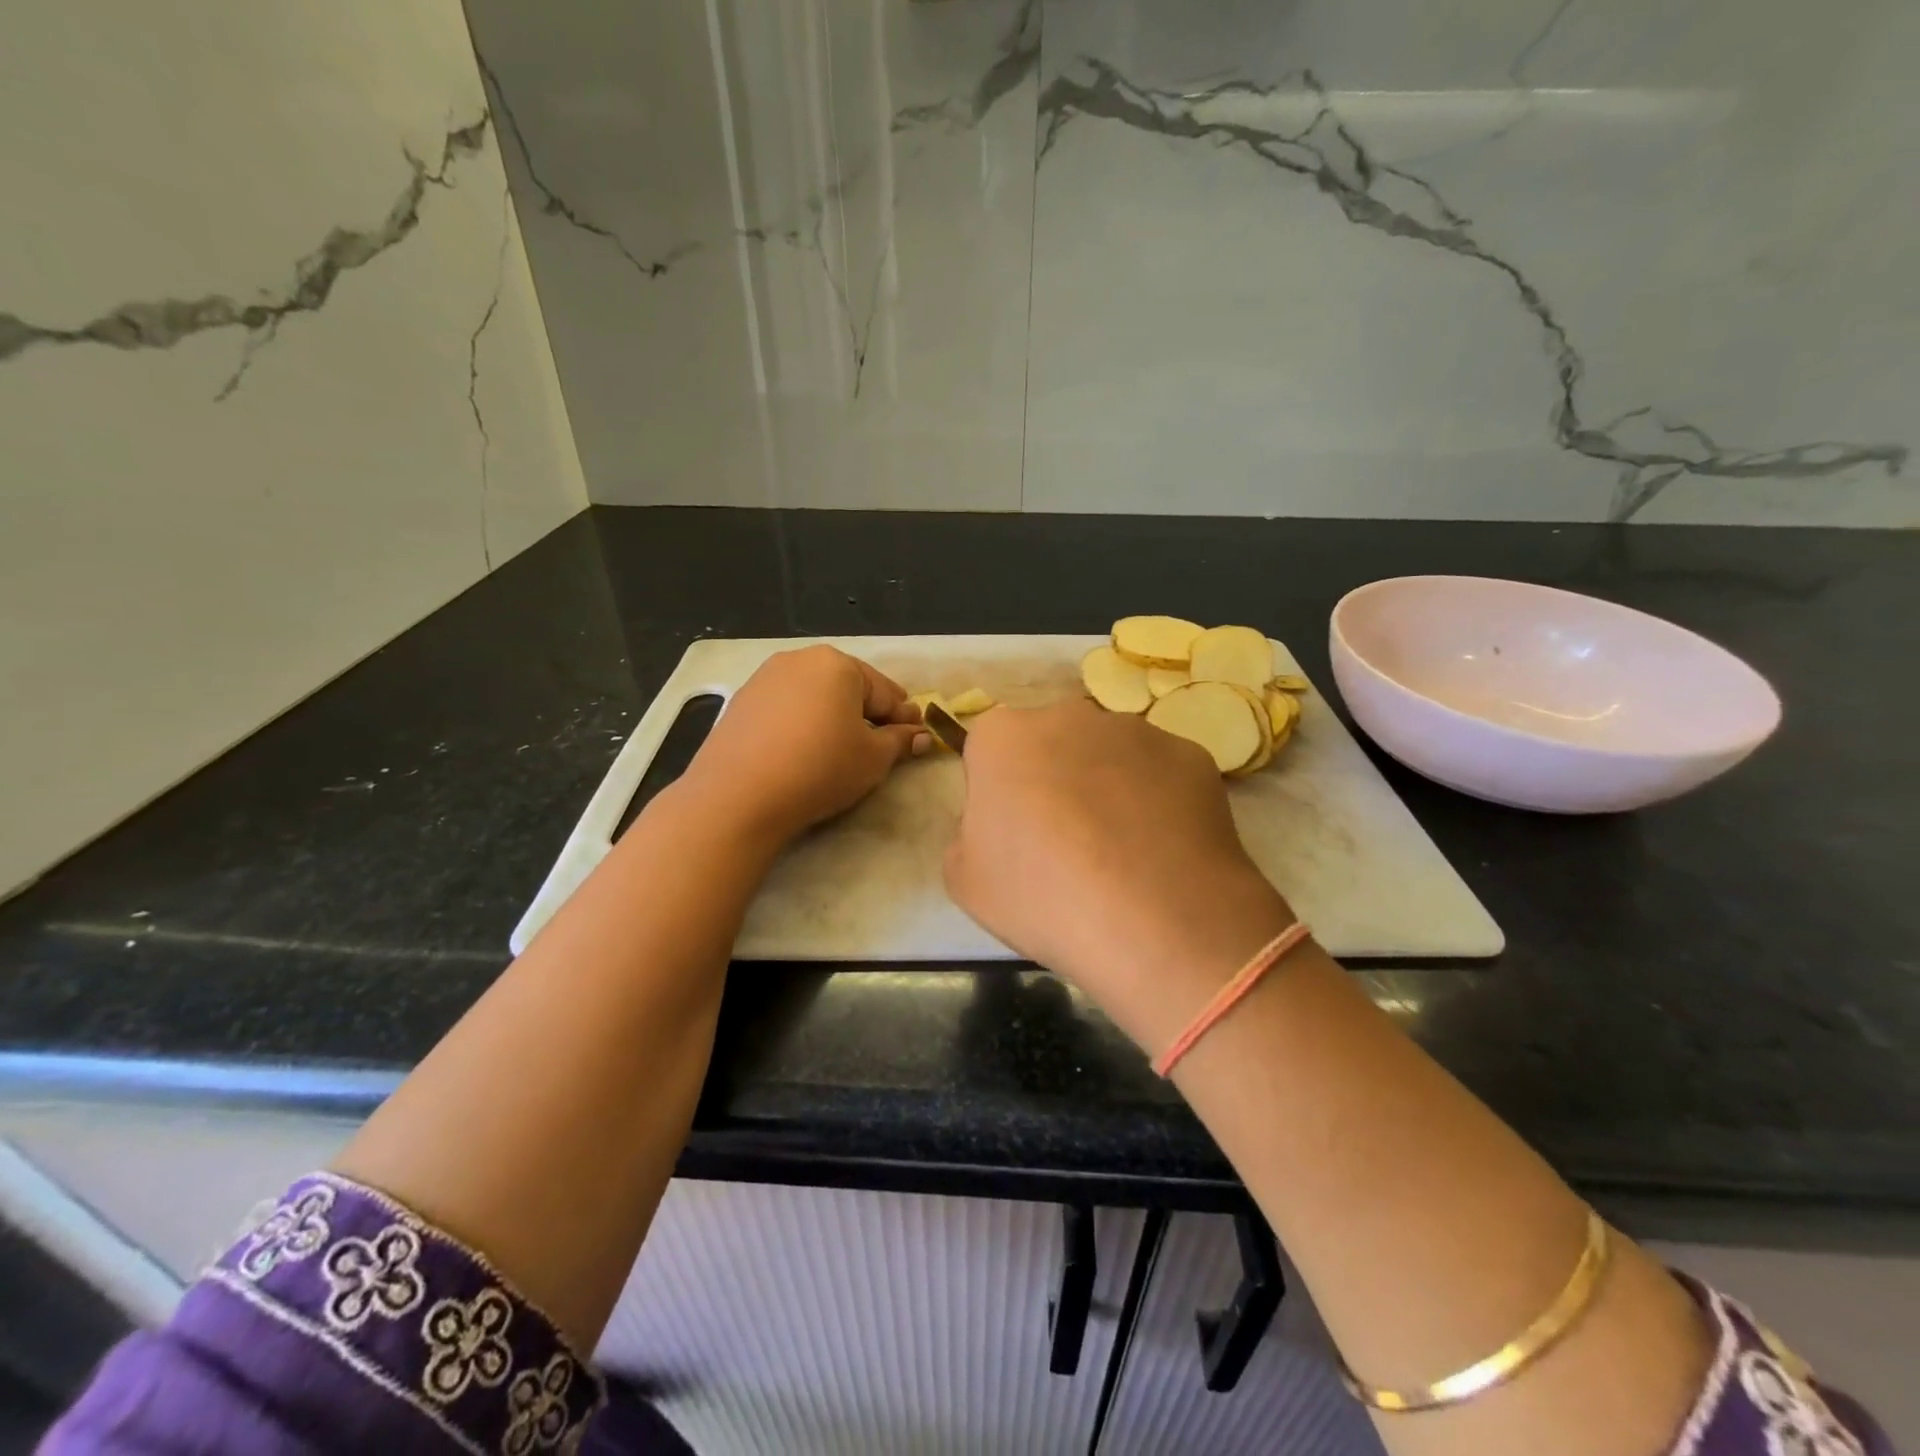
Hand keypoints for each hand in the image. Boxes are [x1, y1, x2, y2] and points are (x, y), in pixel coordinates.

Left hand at [681, 646, 929, 843]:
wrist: (738, 795)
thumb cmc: (820, 768)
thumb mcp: (873, 758)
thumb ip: (900, 741)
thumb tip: (921, 735)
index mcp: (838, 664)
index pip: (885, 692)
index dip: (904, 717)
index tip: (918, 736)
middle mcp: (800, 660)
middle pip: (848, 688)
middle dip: (867, 714)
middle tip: (881, 744)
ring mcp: (765, 678)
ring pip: (815, 696)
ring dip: (833, 717)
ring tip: (840, 749)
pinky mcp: (741, 702)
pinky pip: (786, 709)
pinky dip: (802, 724)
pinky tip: (803, 751)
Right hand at [944, 700, 1294, 1051]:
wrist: (1154, 922)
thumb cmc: (1043, 897)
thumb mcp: (966, 881)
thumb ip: (967, 834)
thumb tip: (997, 824)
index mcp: (1003, 736)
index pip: (988, 750)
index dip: (997, 792)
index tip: (1011, 834)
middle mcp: (1068, 715)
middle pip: (1051, 743)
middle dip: (1052, 777)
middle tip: (1064, 841)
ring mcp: (1135, 730)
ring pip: (1109, 754)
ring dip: (1106, 786)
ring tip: (1120, 852)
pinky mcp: (1189, 754)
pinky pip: (1160, 774)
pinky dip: (1157, 802)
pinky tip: (1160, 851)